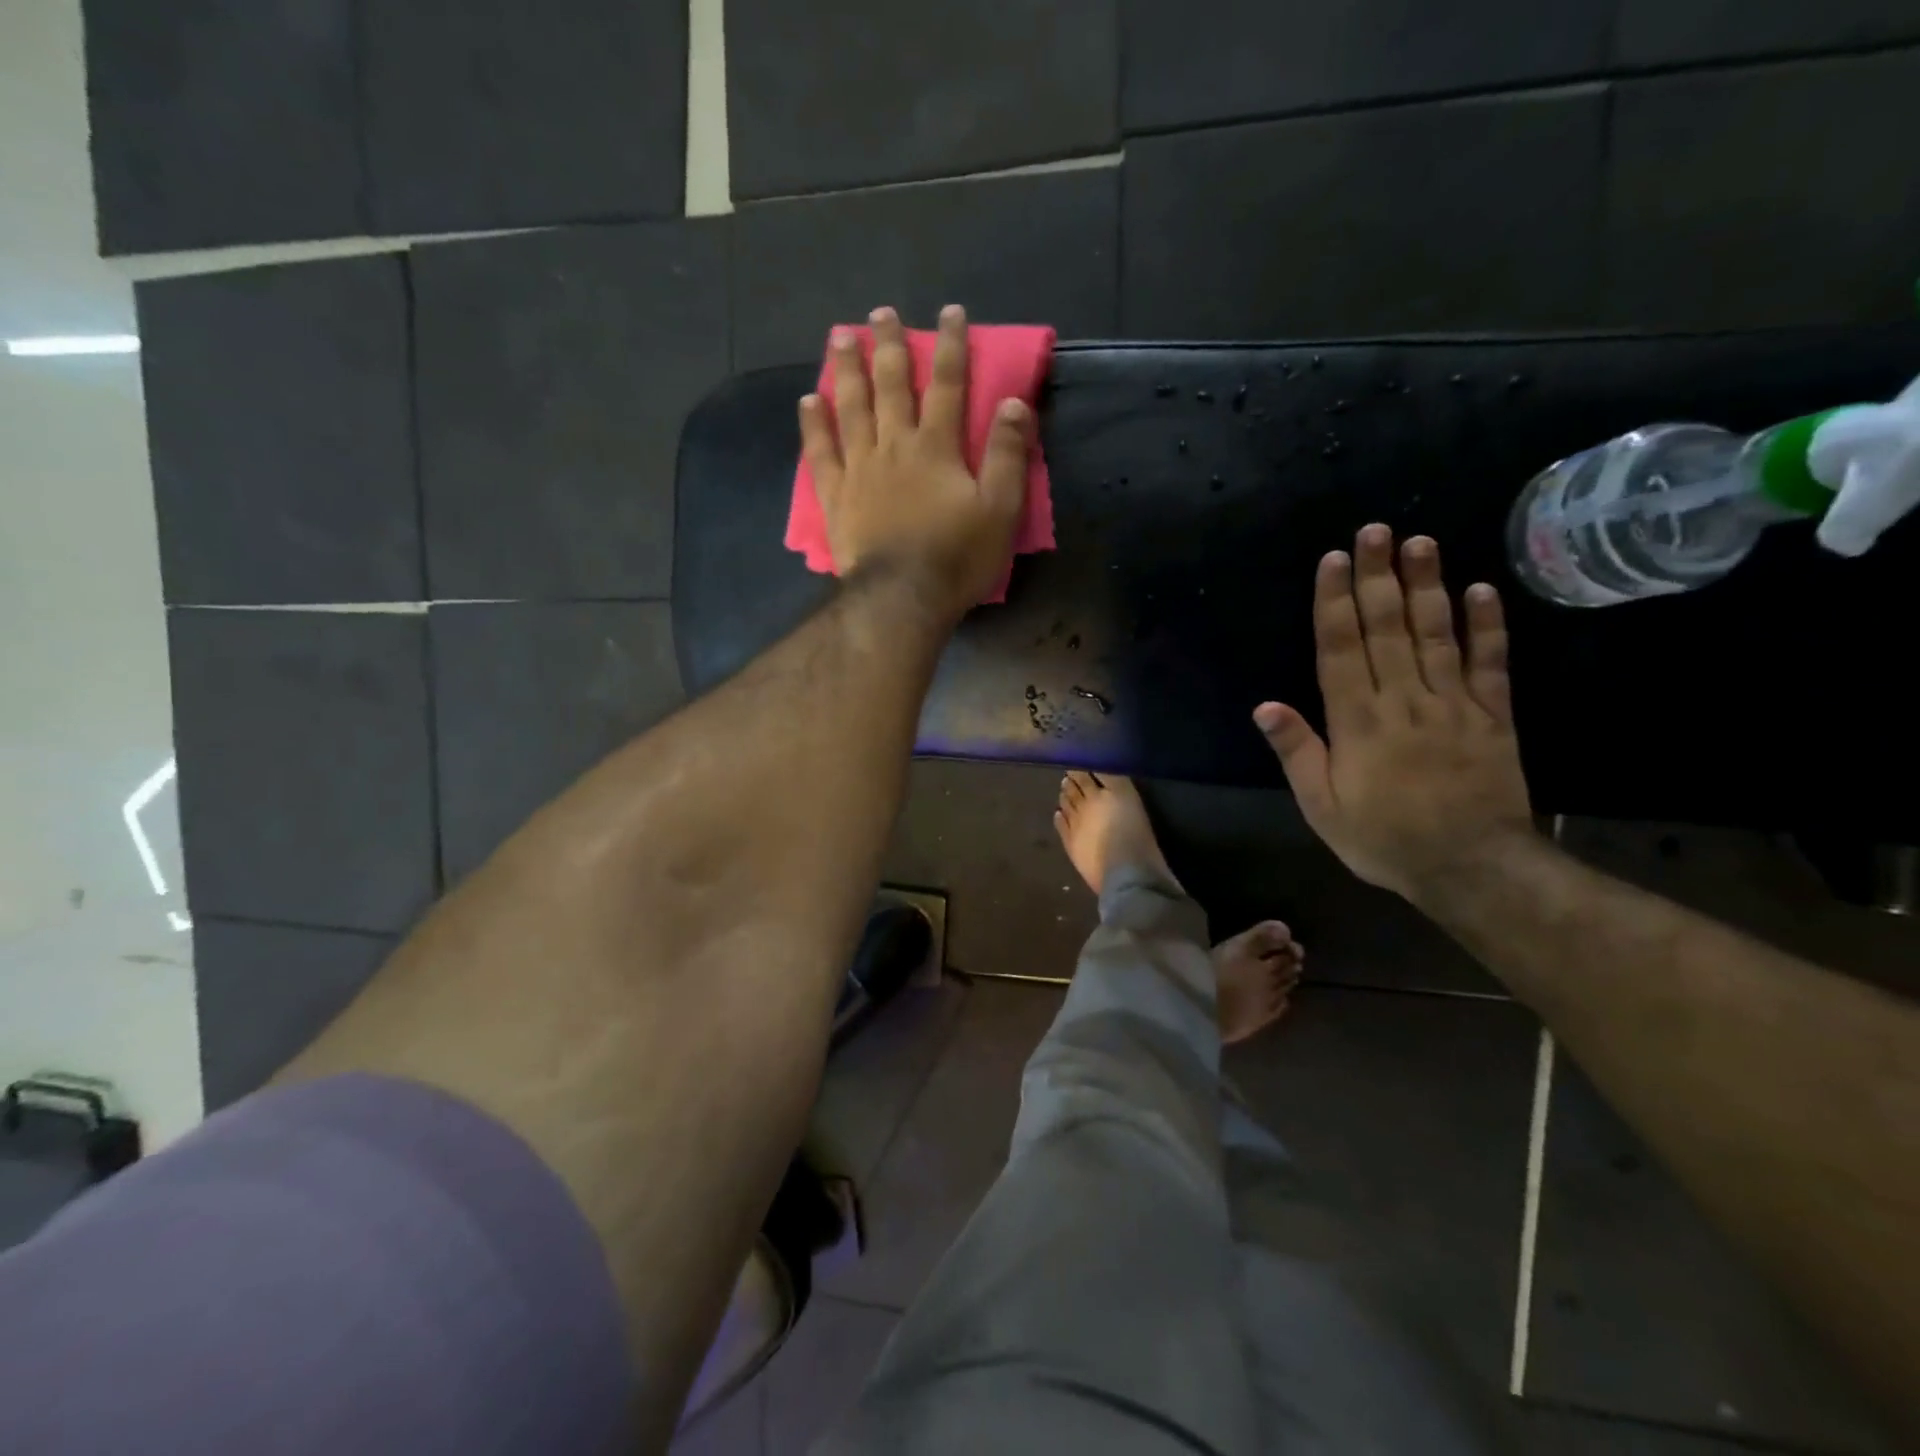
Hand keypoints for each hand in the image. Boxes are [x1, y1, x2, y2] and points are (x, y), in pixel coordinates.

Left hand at [799, 304, 1033, 622]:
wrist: (902, 597)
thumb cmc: (956, 557)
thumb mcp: (1000, 510)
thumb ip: (1008, 455)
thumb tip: (1014, 403)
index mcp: (937, 447)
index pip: (949, 385)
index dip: (951, 346)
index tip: (950, 312)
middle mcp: (895, 445)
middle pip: (892, 385)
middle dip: (890, 346)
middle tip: (882, 313)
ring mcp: (860, 468)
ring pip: (852, 407)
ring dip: (847, 369)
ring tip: (840, 336)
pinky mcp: (835, 495)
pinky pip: (821, 452)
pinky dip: (814, 425)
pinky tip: (808, 401)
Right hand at [1253, 526, 1534, 903]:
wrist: (1471, 868)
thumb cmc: (1384, 838)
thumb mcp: (1323, 807)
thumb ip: (1298, 753)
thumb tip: (1266, 706)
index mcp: (1358, 723)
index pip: (1342, 650)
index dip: (1335, 603)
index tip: (1333, 560)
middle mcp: (1404, 701)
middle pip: (1387, 629)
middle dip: (1377, 577)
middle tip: (1375, 530)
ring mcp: (1453, 704)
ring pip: (1436, 635)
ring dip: (1427, 586)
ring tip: (1419, 542)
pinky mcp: (1493, 715)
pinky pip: (1490, 664)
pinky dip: (1487, 626)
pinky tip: (1482, 589)